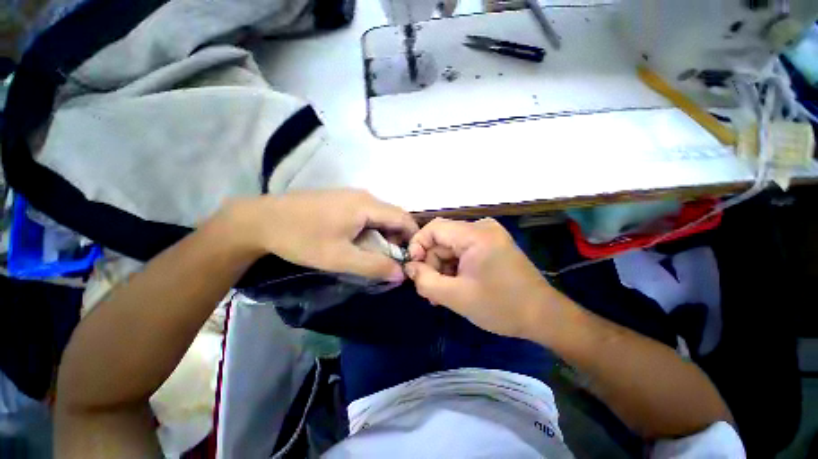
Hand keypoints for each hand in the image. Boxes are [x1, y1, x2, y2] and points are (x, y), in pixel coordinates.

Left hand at [219, 190, 417, 280]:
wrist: (262, 220)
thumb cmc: (302, 239)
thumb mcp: (340, 258)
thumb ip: (374, 266)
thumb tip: (401, 274)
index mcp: (367, 205)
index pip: (403, 218)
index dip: (413, 237)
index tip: (412, 257)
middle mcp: (364, 196)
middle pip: (393, 215)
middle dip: (399, 237)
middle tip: (392, 259)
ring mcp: (352, 195)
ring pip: (380, 214)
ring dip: (385, 233)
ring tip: (376, 253)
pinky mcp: (341, 199)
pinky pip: (367, 213)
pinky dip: (372, 228)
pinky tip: (360, 240)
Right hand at [405, 218, 553, 338]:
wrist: (544, 317)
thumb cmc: (501, 307)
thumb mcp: (456, 297)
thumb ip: (426, 281)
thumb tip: (410, 267)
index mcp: (476, 234)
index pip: (434, 228)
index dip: (418, 246)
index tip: (413, 269)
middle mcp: (482, 228)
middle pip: (442, 239)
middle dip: (432, 264)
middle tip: (430, 291)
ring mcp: (489, 235)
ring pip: (451, 247)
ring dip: (442, 269)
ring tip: (442, 295)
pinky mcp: (492, 245)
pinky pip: (463, 251)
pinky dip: (455, 268)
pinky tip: (455, 287)